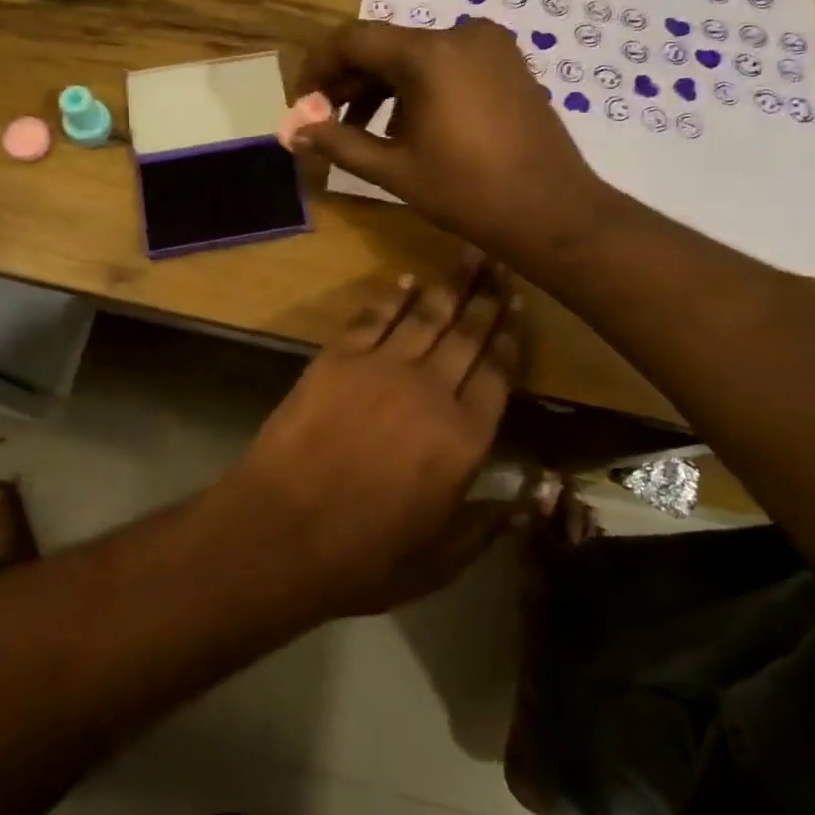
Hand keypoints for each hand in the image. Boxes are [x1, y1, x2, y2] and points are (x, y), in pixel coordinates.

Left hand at [229, 260, 524, 615]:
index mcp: (465, 437)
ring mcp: (383, 367)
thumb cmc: (365, 556)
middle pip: (468, 334)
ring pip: (426, 315)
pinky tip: (406, 280)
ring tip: (468, 254)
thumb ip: (487, 524)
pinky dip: (392, 296)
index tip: (518, 305)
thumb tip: (531, 499)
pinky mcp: (339, 357)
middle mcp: (432, 389)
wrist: (283, 531)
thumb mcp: (439, 560)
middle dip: (487, 297)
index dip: (510, 336)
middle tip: (501, 263)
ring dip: (450, 284)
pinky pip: (373, 316)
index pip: (499, 373)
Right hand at [293, 20, 612, 268]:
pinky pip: (448, 63)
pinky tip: (410, 127)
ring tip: (365, 133)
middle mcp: (460, 33)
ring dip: (384, 88)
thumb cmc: (468, 193)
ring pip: (417, 56)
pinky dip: (420, 87)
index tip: (303, 102)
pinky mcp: (508, 62)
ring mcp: (490, 45)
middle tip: (327, 122)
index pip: (353, 40)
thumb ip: (338, 142)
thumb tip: (295, 130)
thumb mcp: (394, 170)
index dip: (319, 67)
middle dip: (351, 83)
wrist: (552, 211)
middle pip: (386, 46)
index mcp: (429, 54)